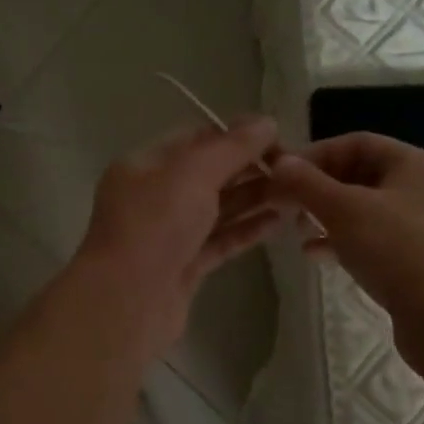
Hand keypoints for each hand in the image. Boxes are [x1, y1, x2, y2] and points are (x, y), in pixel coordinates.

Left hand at [72, 119, 283, 357]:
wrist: (127, 302)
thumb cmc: (155, 224)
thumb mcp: (193, 172)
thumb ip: (232, 147)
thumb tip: (266, 121)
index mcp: (145, 165)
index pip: (196, 139)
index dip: (236, 135)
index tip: (277, 139)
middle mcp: (154, 196)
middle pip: (209, 174)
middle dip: (250, 169)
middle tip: (295, 170)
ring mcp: (168, 234)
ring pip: (217, 209)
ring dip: (253, 199)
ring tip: (296, 194)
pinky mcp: (184, 267)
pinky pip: (219, 240)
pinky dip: (246, 230)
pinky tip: (278, 223)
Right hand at [269, 132, 423, 335]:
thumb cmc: (399, 252)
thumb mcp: (345, 211)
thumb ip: (307, 183)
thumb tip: (279, 163)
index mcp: (412, 164)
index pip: (355, 142)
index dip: (315, 154)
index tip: (281, 175)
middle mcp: (419, 188)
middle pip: (358, 174)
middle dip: (317, 187)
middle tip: (284, 205)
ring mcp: (419, 227)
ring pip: (362, 210)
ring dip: (325, 216)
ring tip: (296, 231)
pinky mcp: (414, 260)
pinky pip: (370, 240)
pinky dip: (341, 242)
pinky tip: (314, 256)